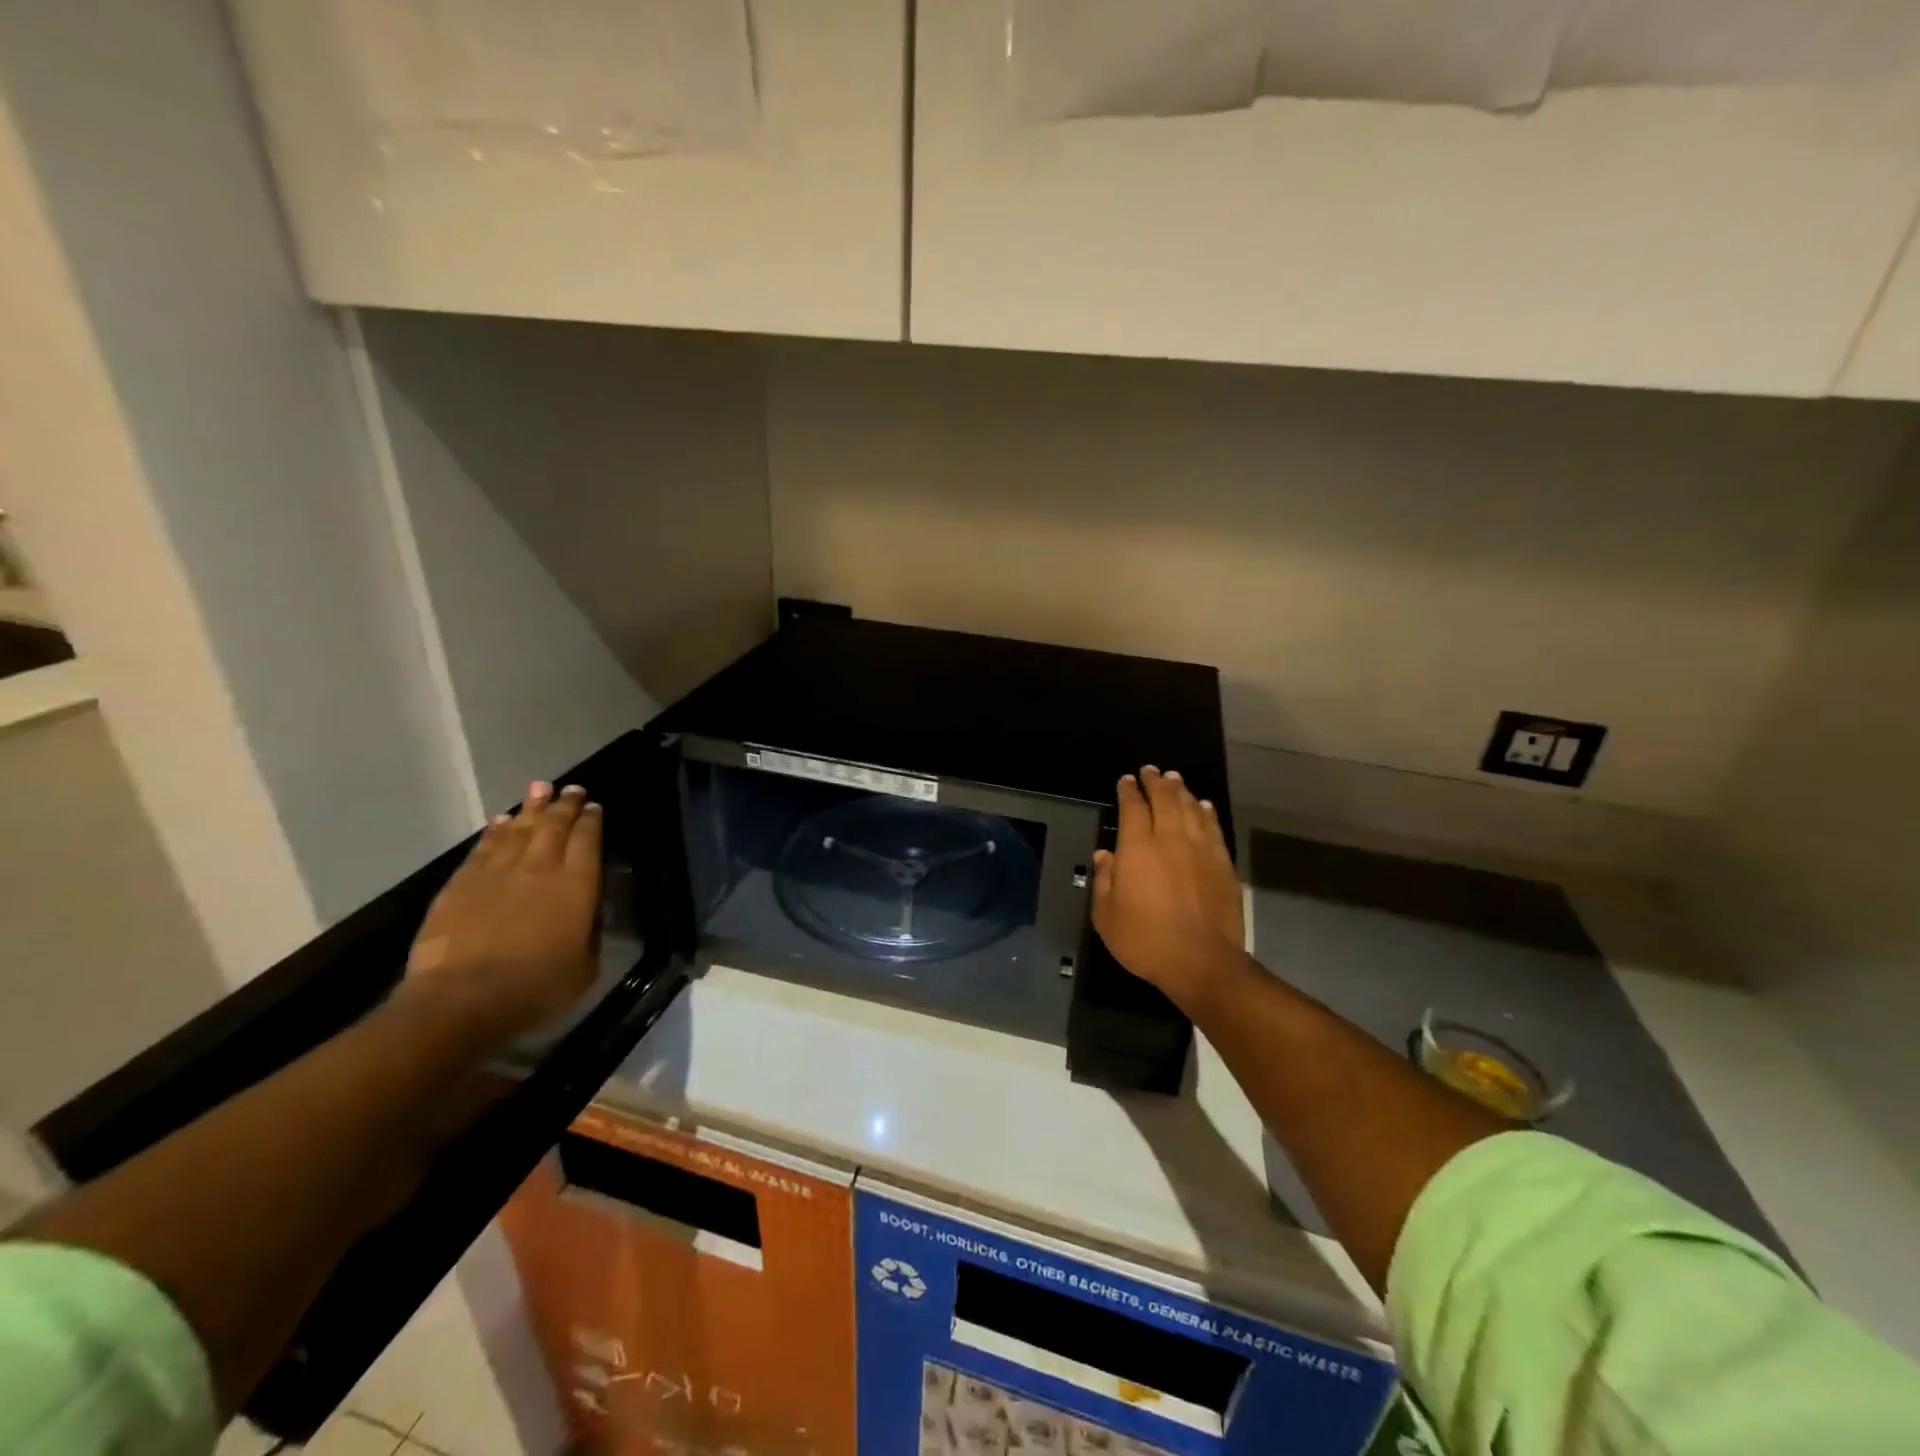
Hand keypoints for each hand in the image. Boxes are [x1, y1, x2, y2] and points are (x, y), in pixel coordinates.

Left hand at [399, 781, 602, 1046]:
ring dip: (531, 807)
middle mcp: (540, 867)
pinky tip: (500, 821)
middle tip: (572, 790)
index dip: (592, 820)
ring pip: (519, 828)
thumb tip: (590, 911)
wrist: (462, 1000)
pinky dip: (495, 831)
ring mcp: (497, 871)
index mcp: (577, 885)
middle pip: (555, 825)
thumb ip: (591, 931)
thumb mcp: (585, 966)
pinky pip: (483, 847)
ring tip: (540, 788)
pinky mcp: (462, 883)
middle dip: (565, 805)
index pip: (588, 840)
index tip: (595, 807)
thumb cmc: (535, 989)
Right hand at [1091, 766, 1246, 1011]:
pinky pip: (1213, 827)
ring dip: (1181, 791)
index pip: (1132, 808)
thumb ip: (1104, 881)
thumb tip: (1104, 855)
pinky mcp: (1223, 863)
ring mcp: (1200, 849)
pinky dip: (1206, 812)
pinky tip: (1203, 806)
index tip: (1126, 780)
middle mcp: (1170, 839)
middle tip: (1151, 771)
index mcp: (1137, 848)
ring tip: (1174, 779)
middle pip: (1164, 799)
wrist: (1202, 962)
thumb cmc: (1145, 941)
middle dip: (1156, 782)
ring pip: (1190, 808)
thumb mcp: (1107, 916)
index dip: (1128, 791)